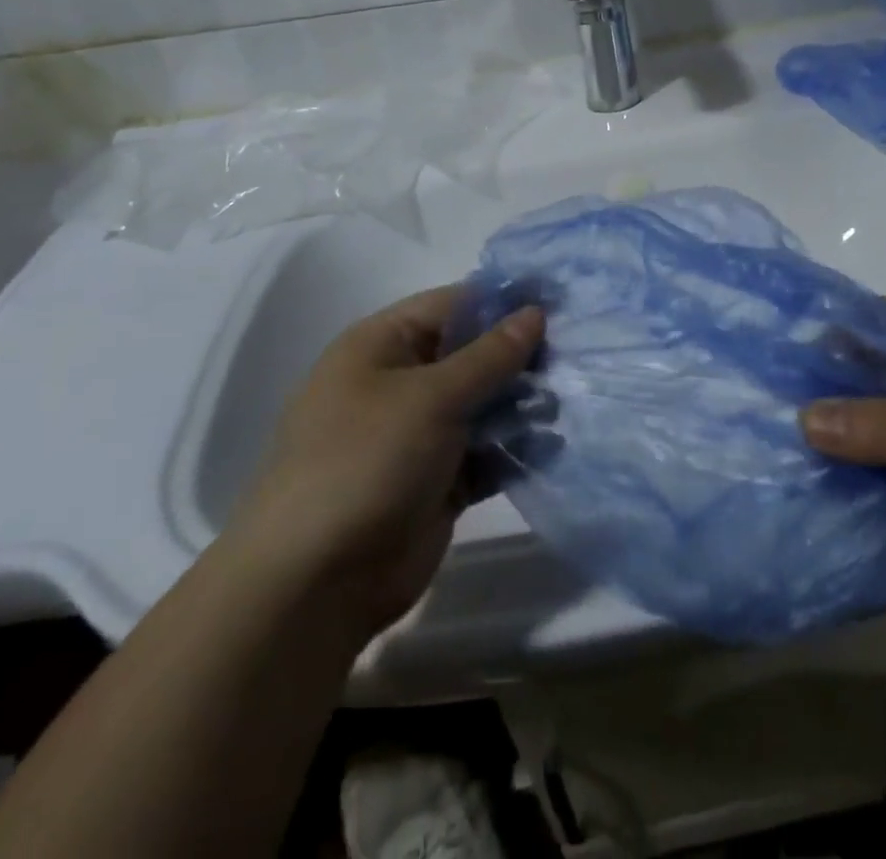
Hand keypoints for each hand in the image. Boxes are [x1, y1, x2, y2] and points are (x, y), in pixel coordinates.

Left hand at [224, 287, 542, 643]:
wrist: (315, 583)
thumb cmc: (367, 461)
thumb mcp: (432, 397)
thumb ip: (490, 355)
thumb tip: (535, 313)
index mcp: (382, 346)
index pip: (453, 304)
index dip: (504, 301)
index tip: (558, 303)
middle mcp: (401, 383)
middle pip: (473, 354)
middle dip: (520, 357)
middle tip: (571, 358)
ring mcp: (419, 434)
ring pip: (483, 404)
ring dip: (522, 404)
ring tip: (560, 405)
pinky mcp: (438, 480)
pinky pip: (485, 452)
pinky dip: (514, 449)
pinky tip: (549, 447)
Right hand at [801, 299, 885, 652]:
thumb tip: (801, 418)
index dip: (843, 322)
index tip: (783, 335)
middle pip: (879, 374)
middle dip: (829, 382)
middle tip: (763, 388)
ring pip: (877, 428)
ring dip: (835, 434)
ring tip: (767, 432)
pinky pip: (884, 476)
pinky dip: (850, 478)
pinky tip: (800, 479)